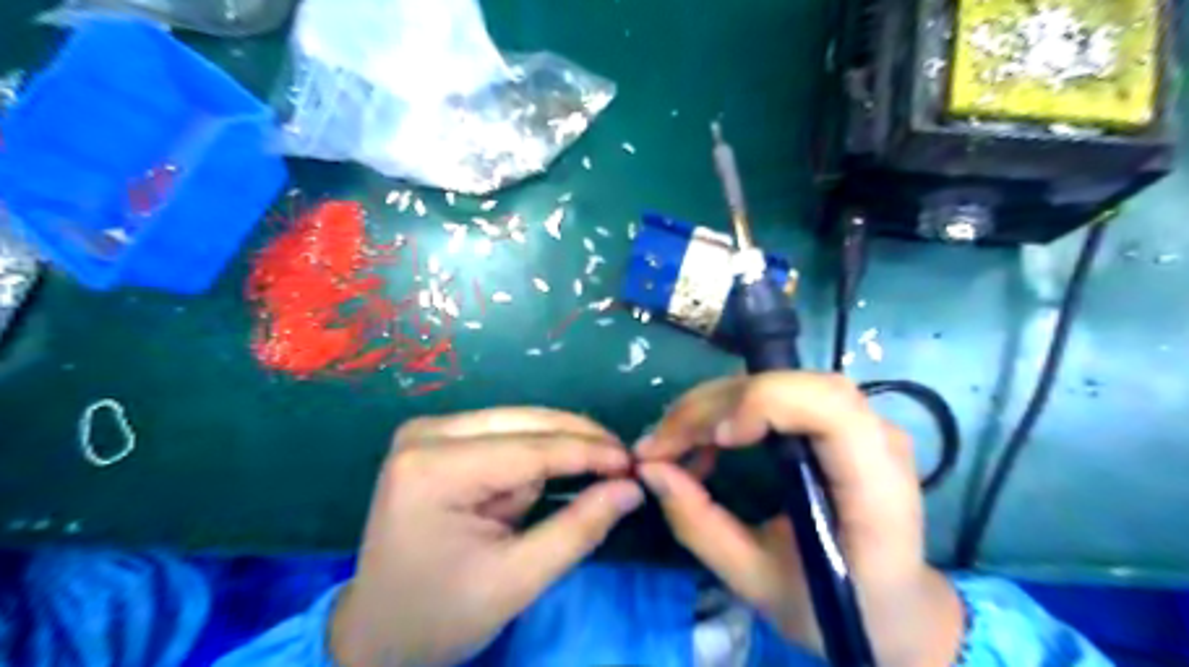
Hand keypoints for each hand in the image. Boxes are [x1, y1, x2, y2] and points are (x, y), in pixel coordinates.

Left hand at [328, 406, 646, 666]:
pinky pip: (503, 434)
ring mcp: (427, 432)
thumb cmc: (441, 616)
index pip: (529, 450)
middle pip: (524, 423)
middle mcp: (426, 435)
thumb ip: (578, 528)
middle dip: (576, 441)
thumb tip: (631, 488)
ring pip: (518, 424)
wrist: (378, 633)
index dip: (588, 452)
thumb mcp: (517, 580)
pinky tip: (549, 478)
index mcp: (433, 469)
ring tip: (589, 474)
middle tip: (623, 461)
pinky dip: (533, 456)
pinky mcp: (436, 440)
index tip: (634, 462)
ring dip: (555, 450)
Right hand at [636, 375, 958, 666]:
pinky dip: (731, 408)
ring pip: (781, 380)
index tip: (714, 440)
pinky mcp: (838, 422)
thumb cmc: (836, 606)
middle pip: (792, 385)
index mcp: (875, 488)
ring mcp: (861, 423)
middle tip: (660, 443)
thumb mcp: (758, 580)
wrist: (894, 608)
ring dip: (716, 403)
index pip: (829, 408)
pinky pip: (779, 395)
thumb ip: (701, 525)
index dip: (765, 404)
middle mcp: (876, 439)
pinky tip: (705, 441)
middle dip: (715, 405)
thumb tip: (649, 470)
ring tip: (673, 441)